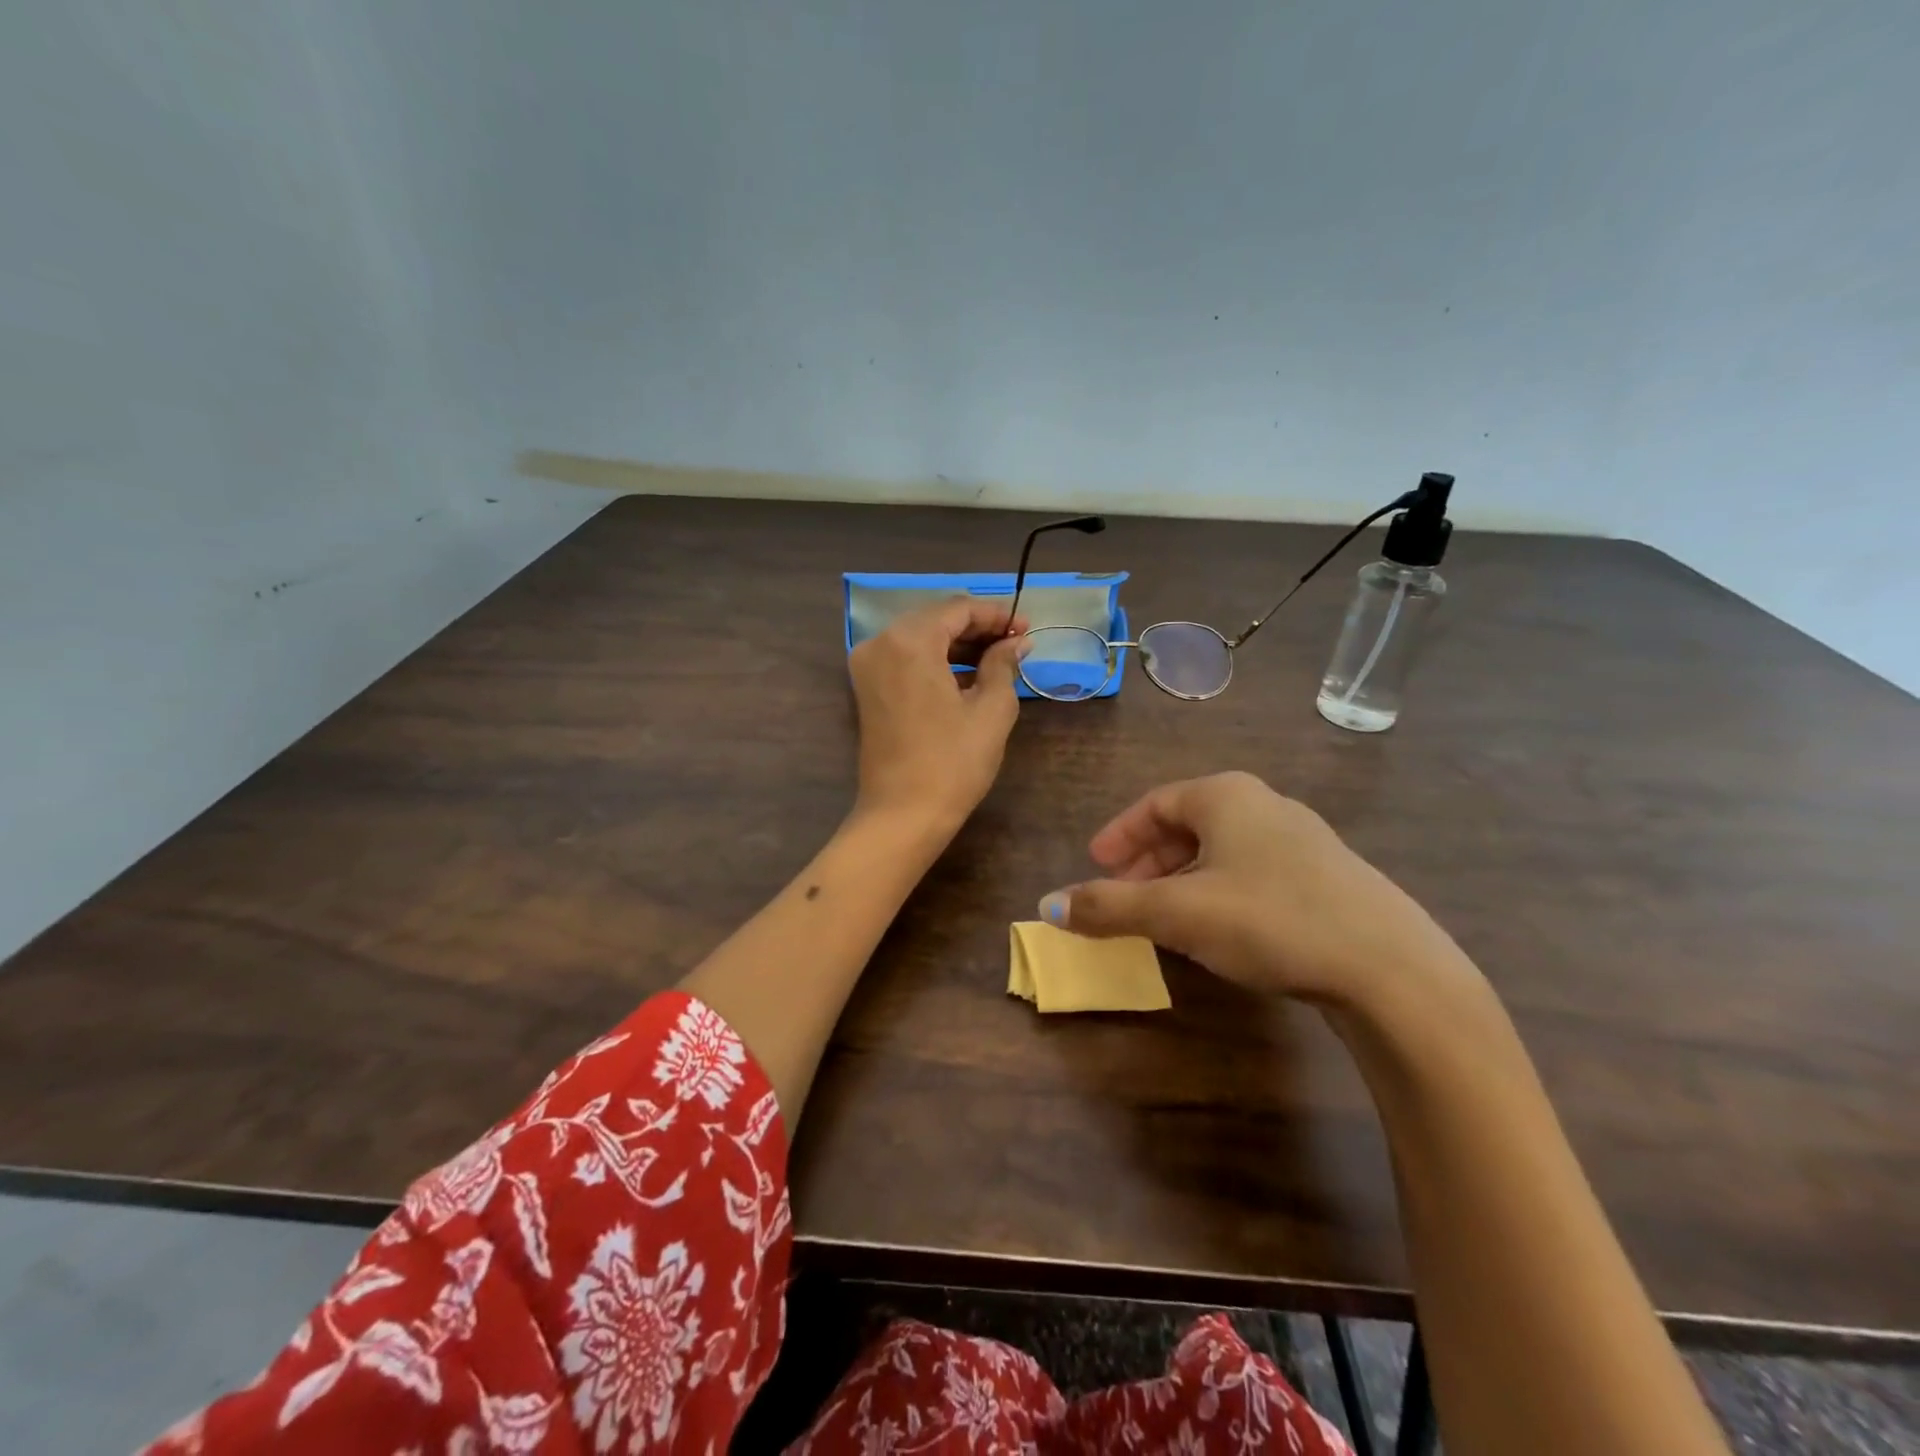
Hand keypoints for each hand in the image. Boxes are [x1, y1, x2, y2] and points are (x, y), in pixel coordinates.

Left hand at [848, 597, 1027, 832]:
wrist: (903, 815)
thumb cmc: (953, 762)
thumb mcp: (991, 710)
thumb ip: (1003, 664)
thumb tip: (1016, 642)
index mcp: (909, 641)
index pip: (957, 609)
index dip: (996, 615)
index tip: (1026, 628)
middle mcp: (880, 643)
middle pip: (935, 619)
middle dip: (977, 628)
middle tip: (1015, 643)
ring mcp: (868, 666)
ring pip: (920, 637)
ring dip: (957, 644)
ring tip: (998, 659)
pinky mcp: (867, 688)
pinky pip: (905, 659)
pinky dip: (936, 661)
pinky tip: (967, 675)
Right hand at [1038, 771, 1475, 1007]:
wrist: (1390, 969)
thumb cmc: (1269, 919)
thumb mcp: (1177, 913)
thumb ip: (1109, 906)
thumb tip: (1048, 905)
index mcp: (1227, 796)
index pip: (1156, 803)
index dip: (1119, 834)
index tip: (1096, 864)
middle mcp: (1266, 805)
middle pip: (1189, 824)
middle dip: (1149, 860)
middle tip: (1124, 893)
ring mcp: (1304, 841)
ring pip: (1223, 851)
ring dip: (1183, 879)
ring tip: (1165, 917)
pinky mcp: (1329, 878)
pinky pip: (1254, 873)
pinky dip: (1220, 893)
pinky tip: (1221, 931)